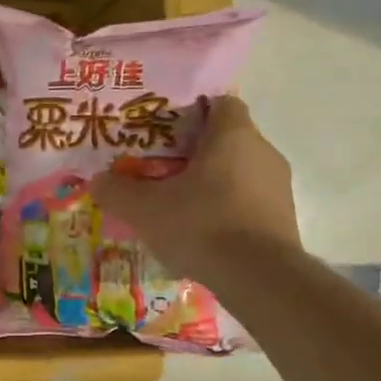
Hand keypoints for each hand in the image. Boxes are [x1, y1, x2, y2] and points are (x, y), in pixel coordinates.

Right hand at [89, 96, 300, 284]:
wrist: (259, 277)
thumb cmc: (202, 225)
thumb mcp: (145, 209)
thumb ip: (117, 191)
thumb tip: (97, 181)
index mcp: (233, 135)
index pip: (220, 103)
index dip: (193, 112)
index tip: (166, 130)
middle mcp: (263, 152)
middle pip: (227, 140)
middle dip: (196, 153)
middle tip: (162, 170)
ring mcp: (279, 186)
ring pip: (240, 173)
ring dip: (213, 184)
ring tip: (180, 206)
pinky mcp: (284, 219)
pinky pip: (250, 202)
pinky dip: (228, 210)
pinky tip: (203, 234)